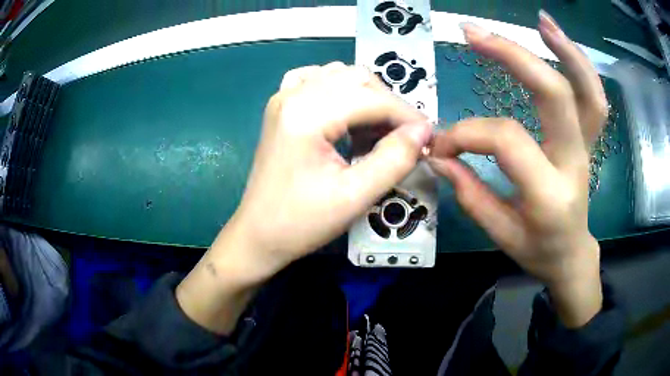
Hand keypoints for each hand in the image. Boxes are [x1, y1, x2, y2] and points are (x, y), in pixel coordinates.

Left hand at [177, 62, 431, 333]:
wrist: (258, 235)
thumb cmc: (301, 223)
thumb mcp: (354, 196)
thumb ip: (394, 159)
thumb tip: (423, 131)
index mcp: (305, 114)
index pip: (370, 98)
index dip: (406, 114)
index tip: (428, 135)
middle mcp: (292, 94)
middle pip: (356, 78)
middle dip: (388, 104)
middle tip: (406, 137)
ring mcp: (283, 97)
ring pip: (339, 75)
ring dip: (367, 96)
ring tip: (379, 130)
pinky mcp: (281, 106)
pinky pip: (318, 81)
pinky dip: (341, 91)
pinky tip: (348, 113)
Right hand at [429, 12, 606, 326]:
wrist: (571, 253)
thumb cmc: (537, 249)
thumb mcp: (500, 234)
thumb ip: (470, 193)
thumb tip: (438, 154)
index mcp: (549, 194)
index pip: (507, 141)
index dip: (467, 133)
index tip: (441, 144)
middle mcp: (574, 162)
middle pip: (554, 95)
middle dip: (513, 57)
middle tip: (472, 33)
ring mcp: (587, 146)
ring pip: (587, 92)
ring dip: (565, 50)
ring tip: (540, 21)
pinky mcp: (588, 138)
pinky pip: (593, 98)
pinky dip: (580, 64)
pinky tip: (558, 40)